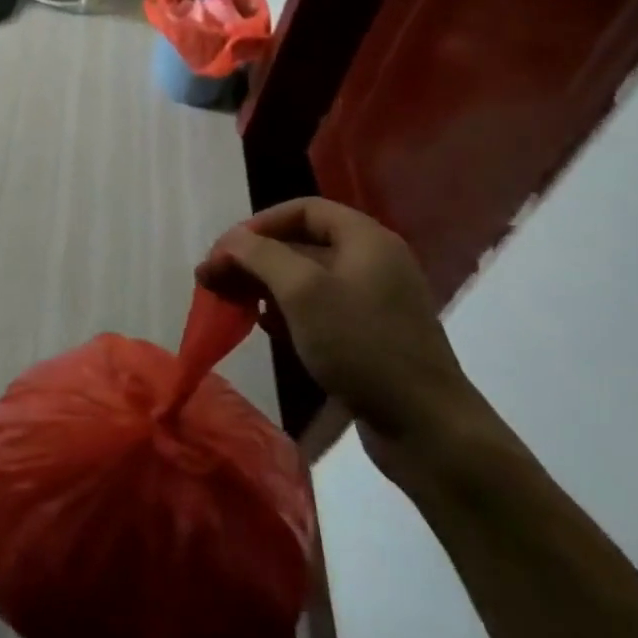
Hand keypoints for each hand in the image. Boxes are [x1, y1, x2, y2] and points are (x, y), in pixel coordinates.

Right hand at [198, 198, 492, 474]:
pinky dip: (285, 310)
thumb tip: (230, 241)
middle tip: (211, 279)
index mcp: (366, 240)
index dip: (259, 223)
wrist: (425, 427)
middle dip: (252, 258)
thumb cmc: (361, 345)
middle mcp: (373, 262)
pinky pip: (318, 308)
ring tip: (229, 302)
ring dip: (263, 284)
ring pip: (305, 278)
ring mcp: (373, 301)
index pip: (303, 209)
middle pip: (300, 243)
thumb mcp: (302, 290)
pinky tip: (264, 326)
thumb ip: (260, 255)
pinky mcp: (369, 335)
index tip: (225, 251)